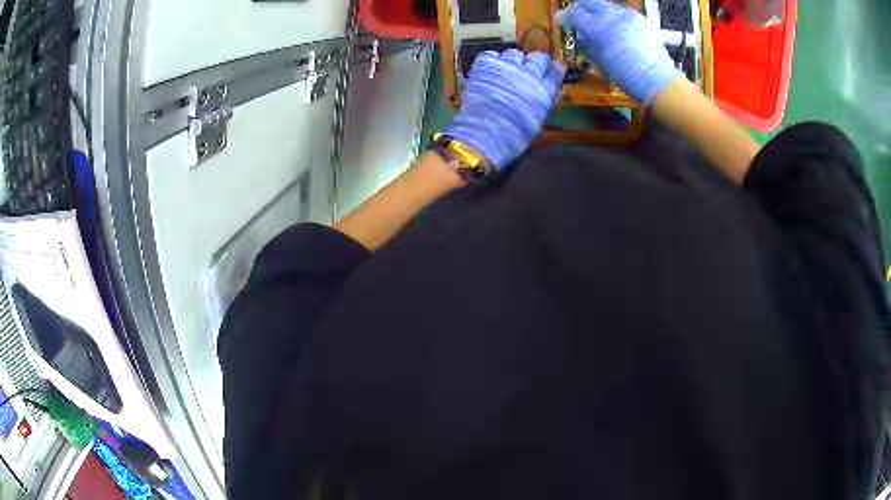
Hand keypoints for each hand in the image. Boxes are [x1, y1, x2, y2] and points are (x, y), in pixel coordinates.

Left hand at [444, 50, 564, 170]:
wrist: (483, 135)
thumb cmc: (512, 137)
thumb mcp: (536, 122)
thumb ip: (541, 103)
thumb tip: (542, 94)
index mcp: (544, 92)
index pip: (556, 72)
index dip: (555, 69)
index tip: (553, 68)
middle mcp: (529, 75)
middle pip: (538, 58)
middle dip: (536, 61)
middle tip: (529, 67)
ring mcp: (507, 67)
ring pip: (515, 54)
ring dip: (513, 61)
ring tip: (506, 70)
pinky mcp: (486, 64)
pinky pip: (491, 55)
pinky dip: (491, 61)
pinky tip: (489, 70)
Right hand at [556, 0, 680, 105]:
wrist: (658, 81)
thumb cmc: (626, 76)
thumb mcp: (600, 61)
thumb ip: (587, 43)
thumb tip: (580, 35)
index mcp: (599, 29)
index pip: (575, 14)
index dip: (566, 16)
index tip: (562, 21)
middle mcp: (613, 16)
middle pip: (591, 3)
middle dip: (581, 8)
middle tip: (577, 17)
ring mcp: (629, 16)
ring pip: (607, 6)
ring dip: (598, 12)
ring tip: (597, 23)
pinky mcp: (641, 19)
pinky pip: (622, 13)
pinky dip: (614, 17)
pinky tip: (616, 29)